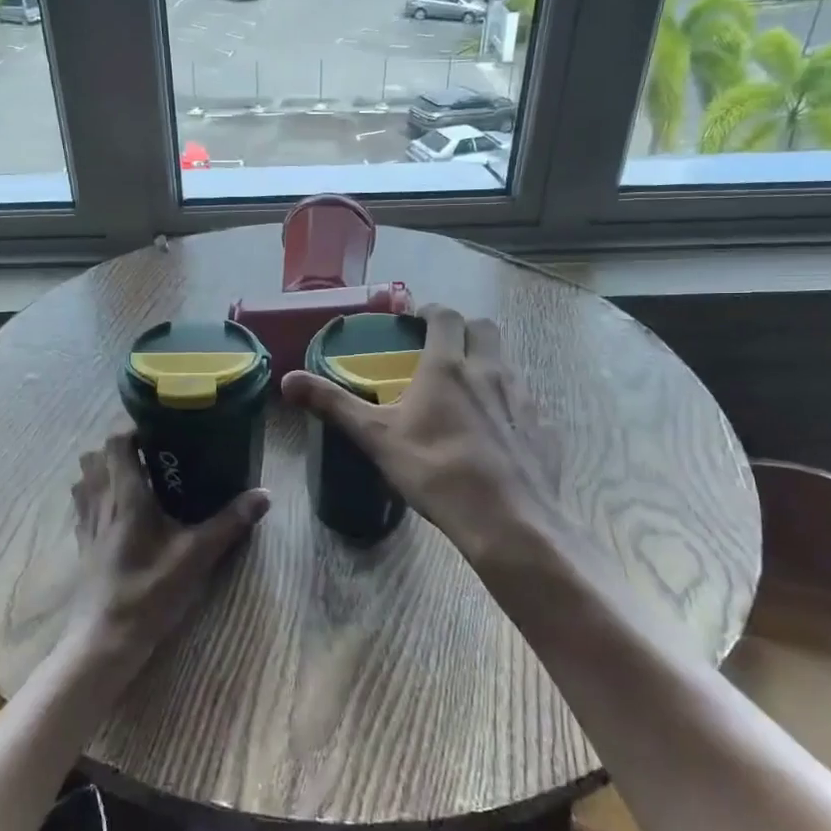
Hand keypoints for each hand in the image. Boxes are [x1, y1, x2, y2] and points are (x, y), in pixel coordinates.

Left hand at [67, 431, 269, 685]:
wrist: (106, 639)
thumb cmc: (149, 591)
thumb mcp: (196, 556)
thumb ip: (229, 522)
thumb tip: (265, 494)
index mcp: (125, 495)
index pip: (116, 442)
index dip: (133, 429)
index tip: (161, 431)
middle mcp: (100, 501)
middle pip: (95, 456)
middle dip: (120, 448)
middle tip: (153, 454)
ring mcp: (87, 523)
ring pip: (84, 479)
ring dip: (104, 470)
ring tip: (136, 477)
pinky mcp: (83, 544)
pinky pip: (83, 505)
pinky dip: (96, 495)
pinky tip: (120, 510)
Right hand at [280, 304, 579, 591]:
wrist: (506, 518)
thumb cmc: (434, 470)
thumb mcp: (376, 437)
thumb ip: (333, 404)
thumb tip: (288, 380)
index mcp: (447, 366)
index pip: (444, 317)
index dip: (430, 312)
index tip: (417, 319)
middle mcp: (489, 371)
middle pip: (484, 329)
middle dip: (464, 330)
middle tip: (443, 349)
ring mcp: (523, 399)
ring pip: (507, 364)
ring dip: (487, 365)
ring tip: (466, 394)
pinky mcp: (543, 429)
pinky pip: (526, 404)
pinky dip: (508, 406)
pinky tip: (494, 434)